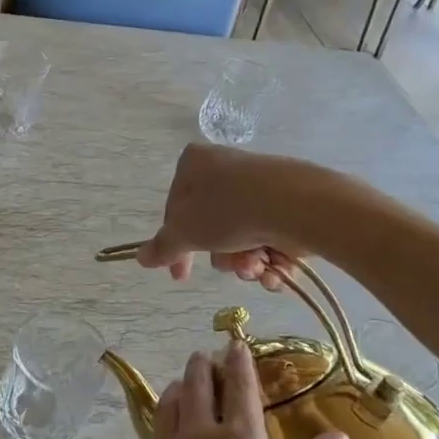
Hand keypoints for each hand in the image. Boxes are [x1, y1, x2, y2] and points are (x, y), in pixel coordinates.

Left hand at [119, 342, 347, 438]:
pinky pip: (162, 419)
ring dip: (187, 380)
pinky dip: (171, 403)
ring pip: (175, 396)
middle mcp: (202, 434)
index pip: (240, 386)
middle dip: (209, 364)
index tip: (239, 340)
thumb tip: (337, 435)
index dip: (240, 360)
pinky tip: (179, 412)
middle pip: (200, 382)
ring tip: (198, 375)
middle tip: (219, 355)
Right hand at [136, 144, 307, 289]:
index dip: (176, 245)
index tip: (180, 274)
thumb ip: (163, 246)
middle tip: (229, 268)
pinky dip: (270, 258)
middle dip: (220, 256)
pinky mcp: (288, 201)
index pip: (174, 208)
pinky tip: (275, 270)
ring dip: (245, 261)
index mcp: (194, 163)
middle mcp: (225, 168)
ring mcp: (259, 184)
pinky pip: (269, 234)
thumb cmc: (228, 210)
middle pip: (210, 225)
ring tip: (256, 267)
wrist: (297, 205)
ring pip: (241, 235)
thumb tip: (140, 257)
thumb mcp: (186, 232)